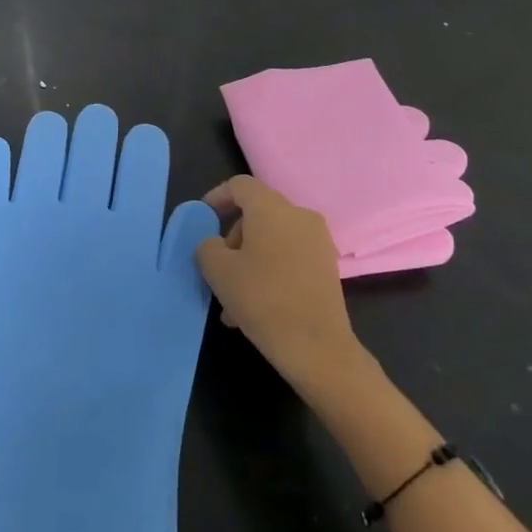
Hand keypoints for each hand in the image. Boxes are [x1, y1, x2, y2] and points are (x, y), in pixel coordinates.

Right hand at [197, 176, 366, 399]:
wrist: (316, 345)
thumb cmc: (261, 298)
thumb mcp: (217, 270)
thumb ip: (207, 247)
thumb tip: (216, 245)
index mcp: (271, 208)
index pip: (240, 186)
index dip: (218, 197)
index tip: (204, 216)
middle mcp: (299, 216)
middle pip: (257, 214)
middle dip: (233, 238)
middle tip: (217, 269)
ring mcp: (318, 242)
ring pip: (272, 240)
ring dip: (249, 261)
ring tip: (231, 301)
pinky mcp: (327, 267)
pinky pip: (289, 258)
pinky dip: (269, 271)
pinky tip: (254, 307)